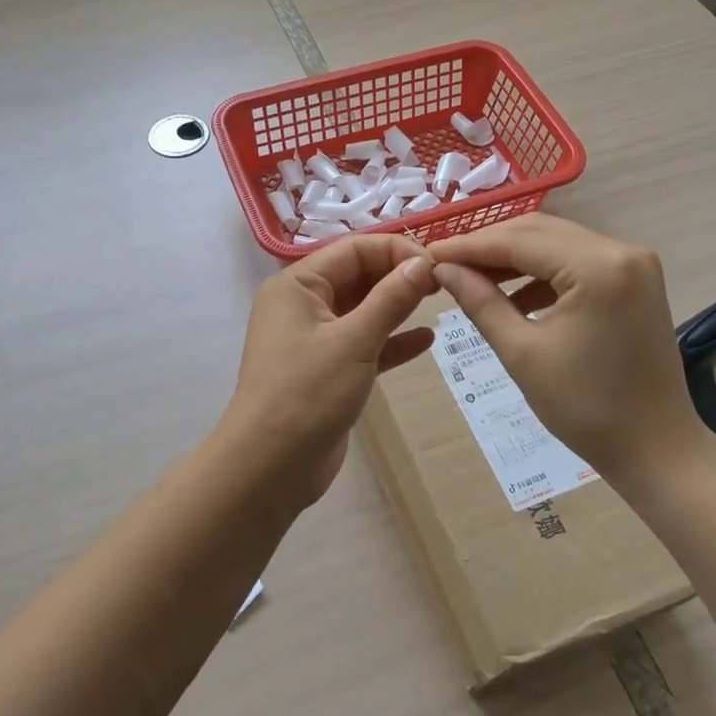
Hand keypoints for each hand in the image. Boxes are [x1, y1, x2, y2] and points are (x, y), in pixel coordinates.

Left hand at [222, 234, 439, 505]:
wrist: (270, 466)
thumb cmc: (308, 393)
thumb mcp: (354, 340)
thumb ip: (391, 298)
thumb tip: (424, 263)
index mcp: (297, 285)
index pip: (353, 249)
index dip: (396, 251)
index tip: (438, 265)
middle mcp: (302, 304)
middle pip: (357, 275)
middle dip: (398, 275)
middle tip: (445, 283)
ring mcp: (314, 338)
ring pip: (362, 309)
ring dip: (398, 305)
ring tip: (440, 302)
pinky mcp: (327, 369)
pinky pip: (364, 343)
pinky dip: (391, 340)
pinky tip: (426, 340)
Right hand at [427, 214, 709, 487]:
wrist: (656, 448)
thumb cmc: (585, 408)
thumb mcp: (521, 353)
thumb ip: (480, 301)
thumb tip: (442, 269)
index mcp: (598, 266)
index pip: (519, 241)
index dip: (469, 246)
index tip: (427, 254)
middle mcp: (621, 250)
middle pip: (539, 232)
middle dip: (489, 246)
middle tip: (445, 264)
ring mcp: (634, 263)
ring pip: (557, 243)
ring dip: (514, 258)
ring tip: (471, 278)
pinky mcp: (635, 279)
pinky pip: (577, 261)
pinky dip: (542, 272)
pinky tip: (512, 294)